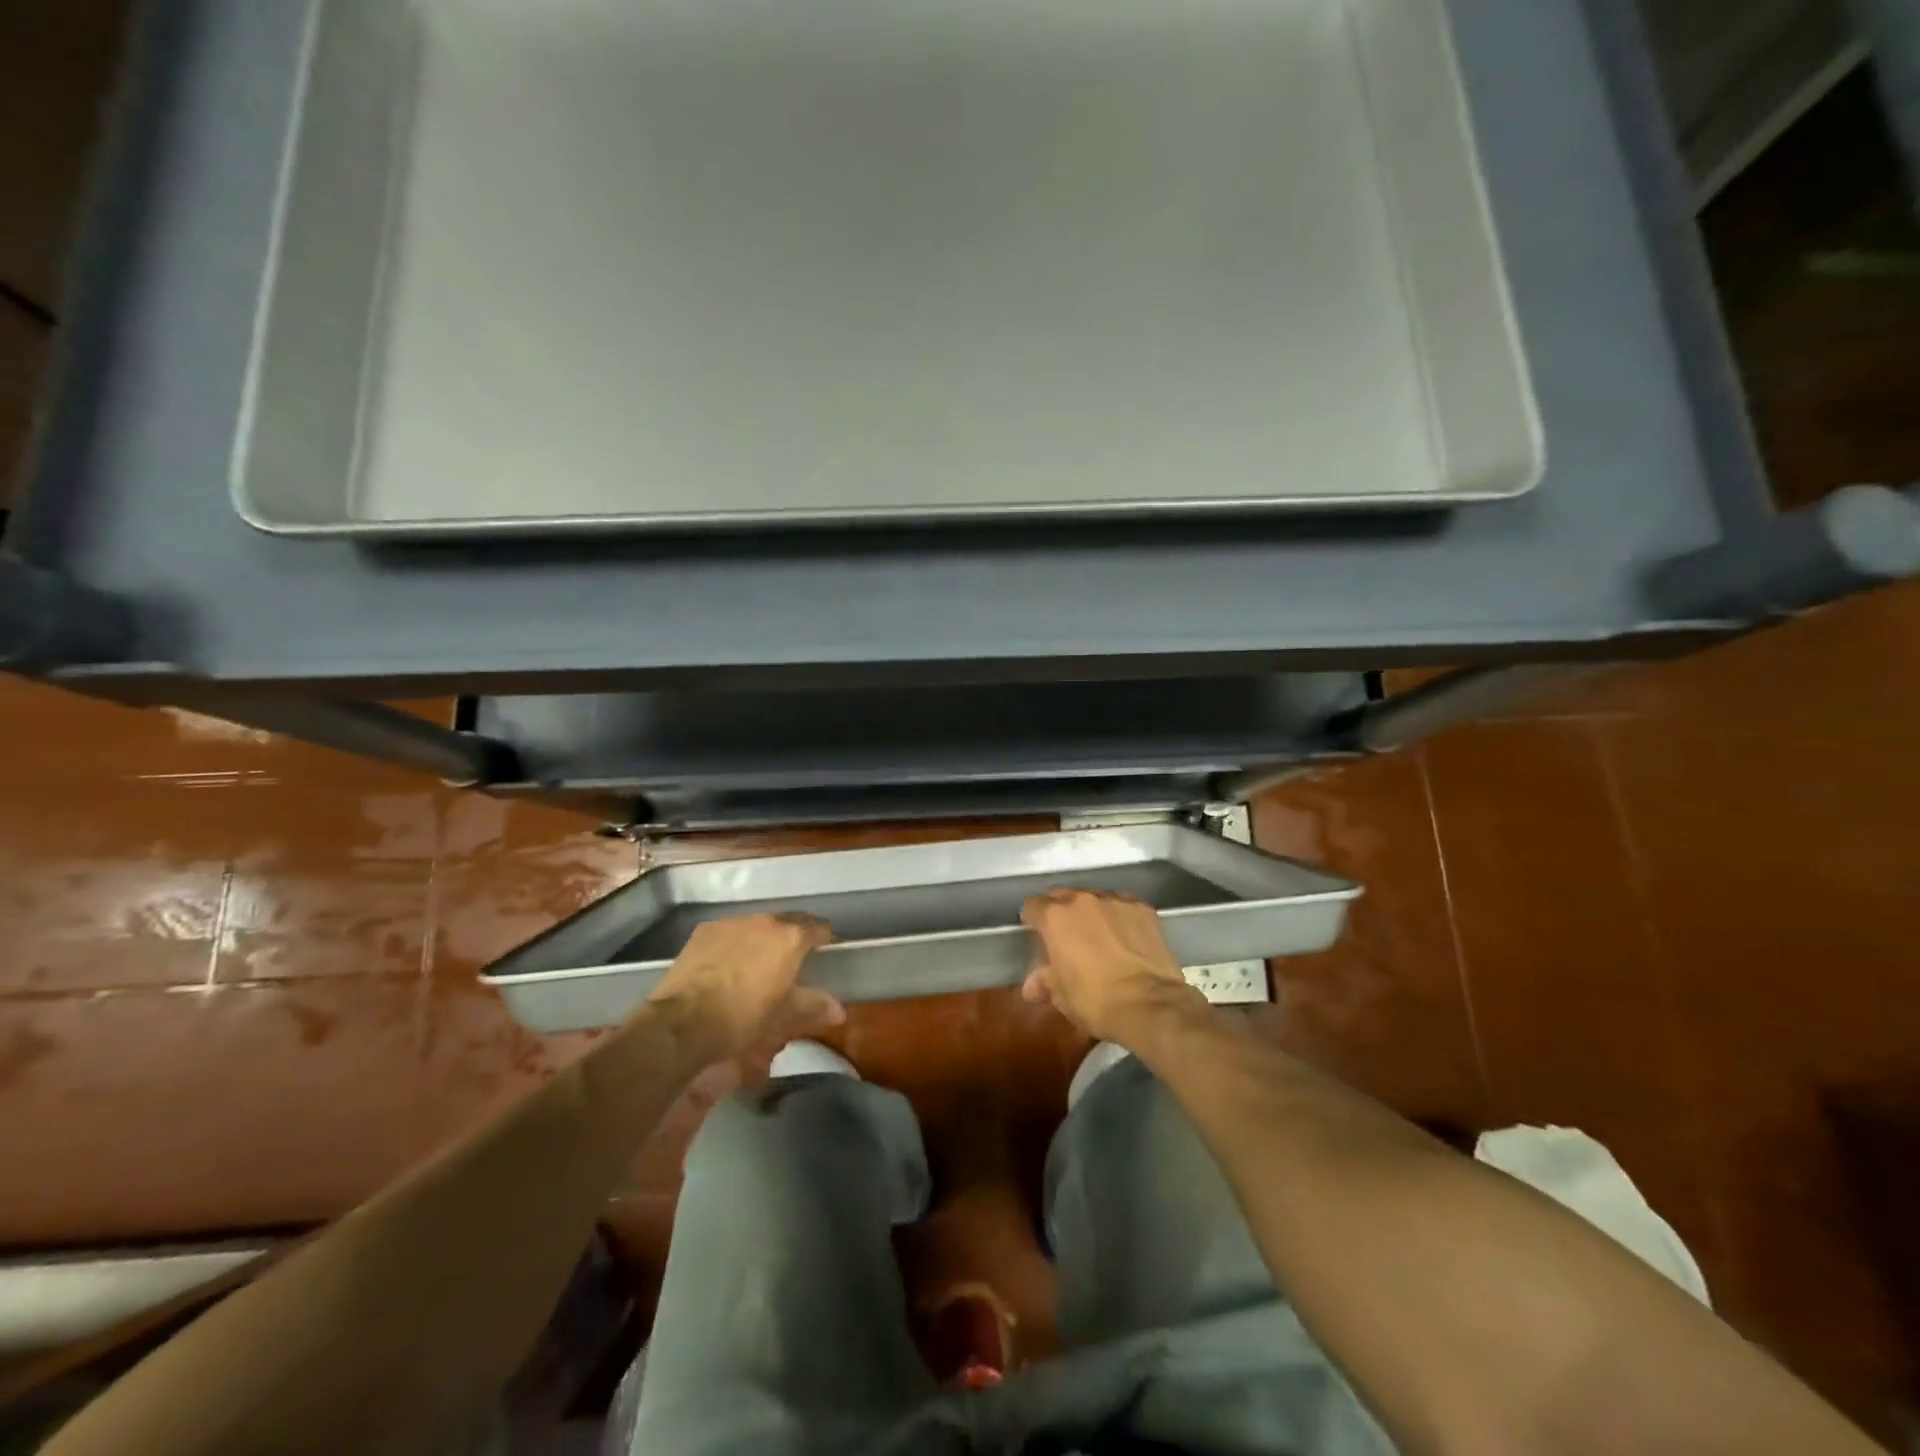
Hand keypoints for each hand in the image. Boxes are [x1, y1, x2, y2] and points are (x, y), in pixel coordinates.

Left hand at [644, 914, 841, 1059]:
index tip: (824, 950)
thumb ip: (814, 1006)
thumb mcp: (784, 1017)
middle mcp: (764, 921)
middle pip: (787, 922)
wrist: (684, 1021)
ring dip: (762, 939)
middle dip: (792, 937)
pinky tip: (726, 965)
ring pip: (756, 926)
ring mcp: (732, 923)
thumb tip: (839, 1010)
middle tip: (791, 960)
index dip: (823, 938)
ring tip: (757, 963)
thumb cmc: (743, 1017)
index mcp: (790, 938)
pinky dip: (734, 943)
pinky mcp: (704, 931)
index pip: (818, 927)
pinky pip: (729, 932)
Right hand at [1020, 890, 1207, 1046]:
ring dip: (1091, 913)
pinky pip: (1122, 905)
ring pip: (1094, 898)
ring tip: (1098, 936)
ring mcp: (1115, 900)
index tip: (1037, 934)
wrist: (1148, 1005)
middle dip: (1060, 912)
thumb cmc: (1095, 1001)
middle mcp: (1082, 900)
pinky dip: (1119, 916)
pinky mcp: (1142, 908)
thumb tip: (1033, 986)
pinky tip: (1125, 936)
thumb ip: (1044, 981)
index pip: (1032, 906)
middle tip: (1066, 936)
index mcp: (1055, 917)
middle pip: (1063, 896)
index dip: (1032, 920)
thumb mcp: (1061, 996)